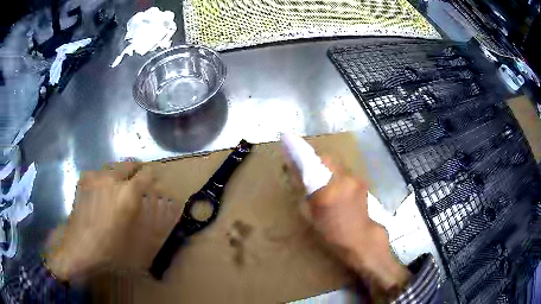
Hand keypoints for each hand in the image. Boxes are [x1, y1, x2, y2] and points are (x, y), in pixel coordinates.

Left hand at [44, 162, 183, 280]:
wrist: (79, 248)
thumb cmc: (110, 249)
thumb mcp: (136, 240)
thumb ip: (146, 217)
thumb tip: (155, 202)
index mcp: (127, 194)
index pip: (147, 174)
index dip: (153, 176)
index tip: (155, 182)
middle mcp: (112, 179)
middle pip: (129, 164)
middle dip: (137, 169)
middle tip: (139, 179)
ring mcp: (95, 176)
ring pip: (113, 166)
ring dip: (120, 173)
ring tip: (119, 187)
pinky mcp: (83, 179)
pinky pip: (99, 173)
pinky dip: (104, 178)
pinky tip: (102, 192)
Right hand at [299, 158, 410, 300]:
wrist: (360, 239)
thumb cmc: (332, 233)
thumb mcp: (311, 215)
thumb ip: (304, 191)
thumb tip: (297, 173)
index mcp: (328, 190)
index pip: (311, 162)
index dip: (298, 149)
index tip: (287, 137)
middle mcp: (343, 179)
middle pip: (326, 157)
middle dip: (314, 156)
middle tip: (304, 162)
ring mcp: (355, 179)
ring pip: (336, 163)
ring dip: (326, 165)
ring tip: (320, 175)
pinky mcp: (361, 181)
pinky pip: (344, 171)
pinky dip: (335, 173)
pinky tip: (334, 184)